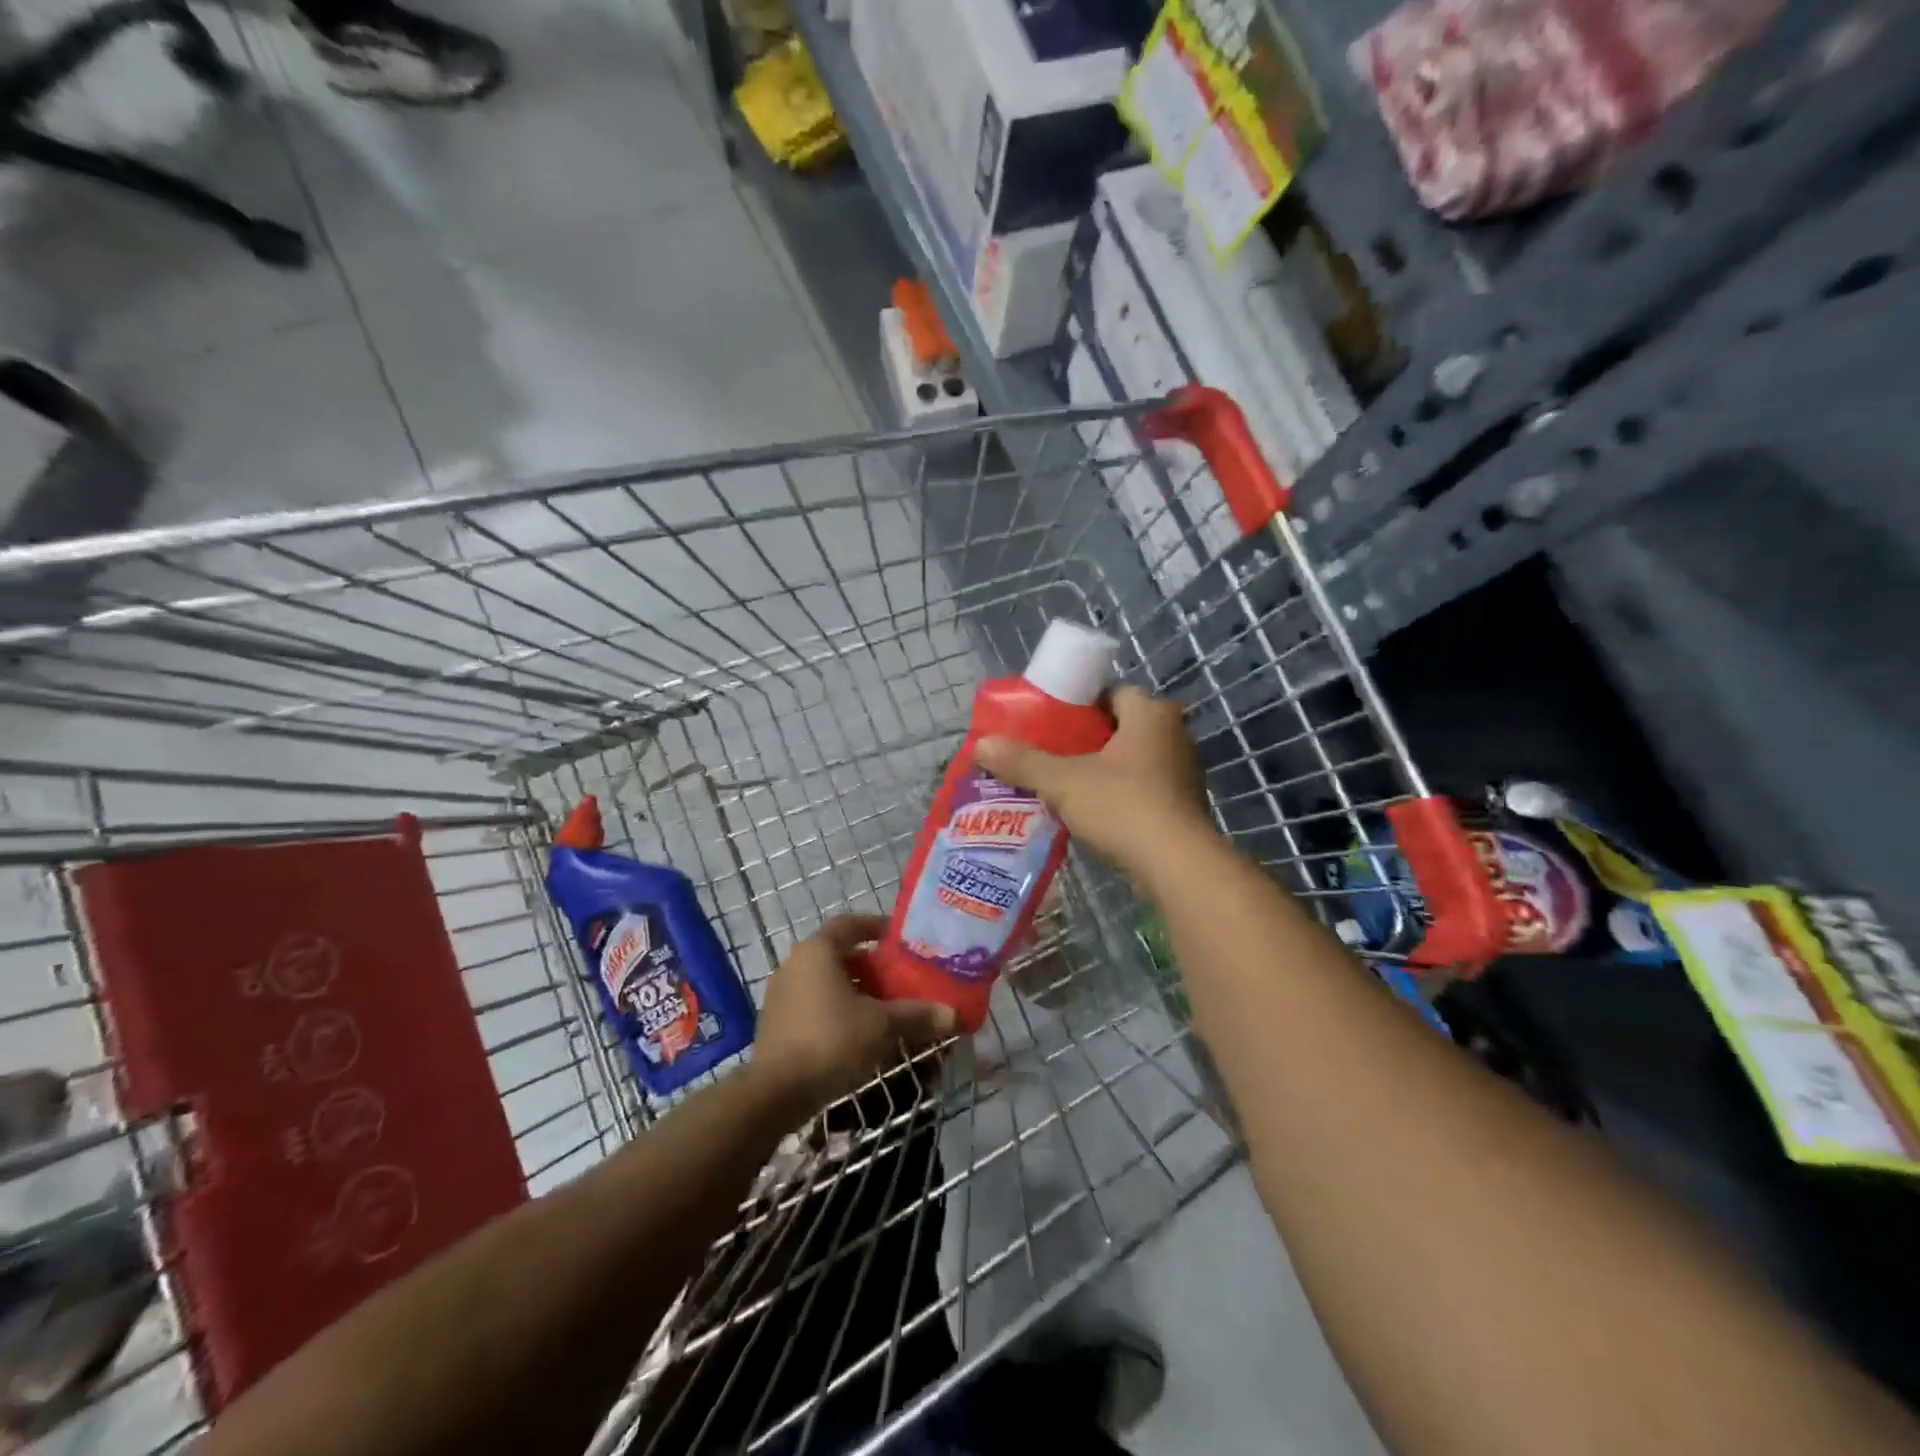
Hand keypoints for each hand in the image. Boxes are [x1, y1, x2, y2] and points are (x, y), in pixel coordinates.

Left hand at [751, 914, 955, 1114]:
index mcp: (817, 951)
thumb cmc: (831, 1041)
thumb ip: (916, 1015)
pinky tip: (858, 1034)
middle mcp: (795, 964)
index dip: (876, 927)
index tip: (899, 938)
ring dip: (855, 991)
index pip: (850, 925)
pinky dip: (837, 1010)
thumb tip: (953, 1015)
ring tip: (884, 1010)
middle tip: (899, 980)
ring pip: (826, 982)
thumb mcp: (880, 1025)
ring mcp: (781, 995)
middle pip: (839, 955)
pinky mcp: (776, 1023)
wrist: (775, 1093)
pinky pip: (813, 1004)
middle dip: (871, 967)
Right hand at [975, 685, 1213, 882]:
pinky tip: (1092, 813)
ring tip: (1065, 785)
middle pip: (1121, 727)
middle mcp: (1175, 736)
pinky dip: (1120, 796)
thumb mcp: (1063, 781)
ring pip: (1133, 761)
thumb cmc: (1122, 806)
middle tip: (1052, 754)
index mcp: (1151, 714)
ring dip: (1104, 770)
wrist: (1176, 865)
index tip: (1051, 723)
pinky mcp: (1184, 807)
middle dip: (1088, 740)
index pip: (1112, 693)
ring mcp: (1184, 773)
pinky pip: (1144, 789)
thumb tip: (981, 744)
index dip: (1079, 704)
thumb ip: (1023, 761)